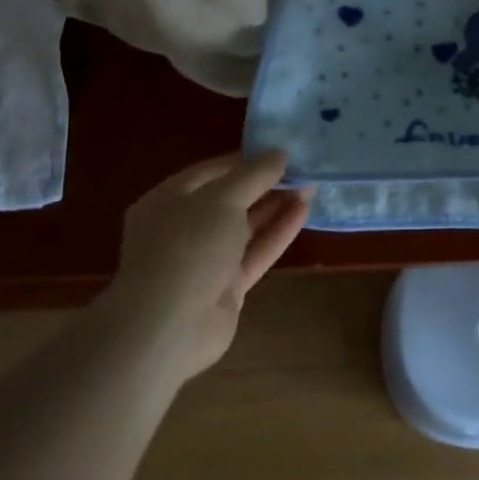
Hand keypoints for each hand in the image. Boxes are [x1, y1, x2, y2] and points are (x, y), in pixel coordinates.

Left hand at [104, 152, 311, 380]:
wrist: (168, 328)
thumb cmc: (188, 247)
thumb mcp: (223, 198)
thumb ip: (254, 174)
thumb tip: (279, 152)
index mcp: (168, 200)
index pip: (211, 171)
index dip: (245, 159)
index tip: (279, 151)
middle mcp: (184, 228)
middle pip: (230, 199)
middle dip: (265, 184)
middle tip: (301, 169)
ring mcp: (204, 260)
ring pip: (245, 226)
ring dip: (275, 207)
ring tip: (309, 186)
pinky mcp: (225, 288)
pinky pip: (254, 252)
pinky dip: (277, 233)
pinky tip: (303, 212)